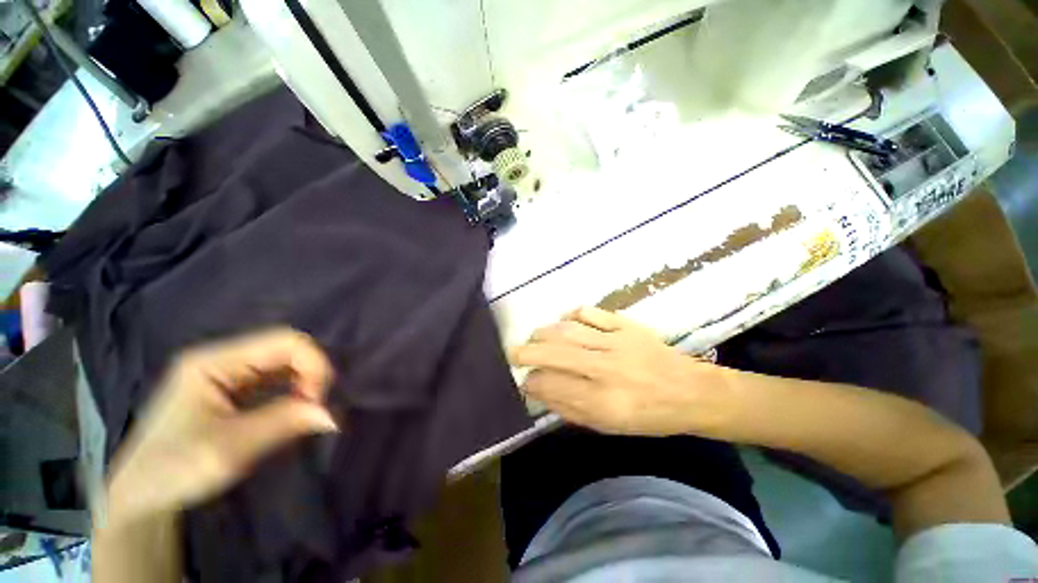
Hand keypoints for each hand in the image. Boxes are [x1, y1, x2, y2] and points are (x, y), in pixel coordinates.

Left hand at [105, 329, 339, 524]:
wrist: (139, 496)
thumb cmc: (173, 470)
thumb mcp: (228, 450)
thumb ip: (282, 424)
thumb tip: (332, 415)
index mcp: (212, 361)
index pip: (284, 341)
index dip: (312, 364)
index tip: (317, 402)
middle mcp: (222, 358)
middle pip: (286, 348)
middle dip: (311, 374)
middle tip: (315, 408)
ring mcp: (226, 371)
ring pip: (285, 362)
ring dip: (305, 382)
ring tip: (307, 411)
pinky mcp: (232, 387)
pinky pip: (276, 377)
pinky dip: (294, 390)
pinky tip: (295, 410)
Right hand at [510, 307, 730, 435]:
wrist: (690, 392)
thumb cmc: (648, 416)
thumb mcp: (608, 426)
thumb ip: (570, 408)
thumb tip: (539, 390)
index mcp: (603, 402)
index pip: (552, 386)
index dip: (532, 382)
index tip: (525, 381)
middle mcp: (606, 369)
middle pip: (555, 353)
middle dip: (527, 352)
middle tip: (514, 353)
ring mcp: (616, 342)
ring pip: (568, 330)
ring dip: (544, 333)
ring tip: (535, 337)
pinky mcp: (625, 325)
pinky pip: (590, 313)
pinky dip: (572, 315)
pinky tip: (565, 321)